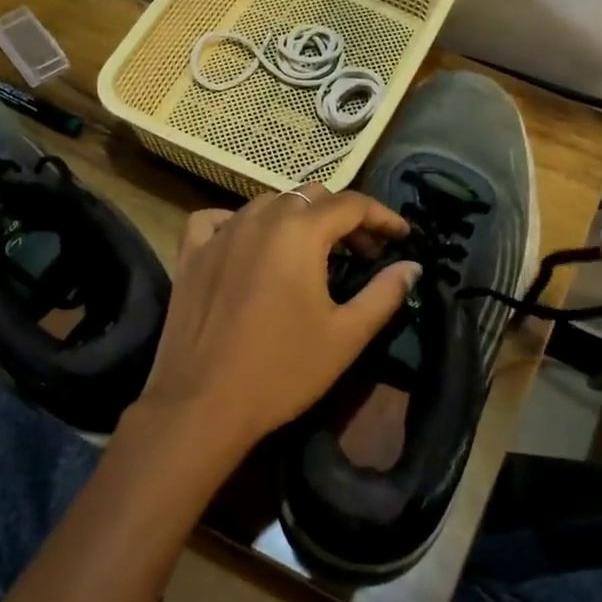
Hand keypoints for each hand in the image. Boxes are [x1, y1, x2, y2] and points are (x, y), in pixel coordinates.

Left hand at [136, 183, 420, 468]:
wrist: (202, 404)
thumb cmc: (282, 371)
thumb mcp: (346, 336)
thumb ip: (384, 294)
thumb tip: (412, 267)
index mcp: (299, 232)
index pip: (351, 204)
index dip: (383, 217)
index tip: (402, 237)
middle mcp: (258, 219)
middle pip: (310, 197)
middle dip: (343, 218)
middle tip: (363, 253)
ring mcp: (219, 234)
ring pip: (266, 204)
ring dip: (297, 218)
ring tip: (312, 252)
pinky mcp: (190, 254)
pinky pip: (217, 219)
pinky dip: (241, 223)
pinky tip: (248, 244)